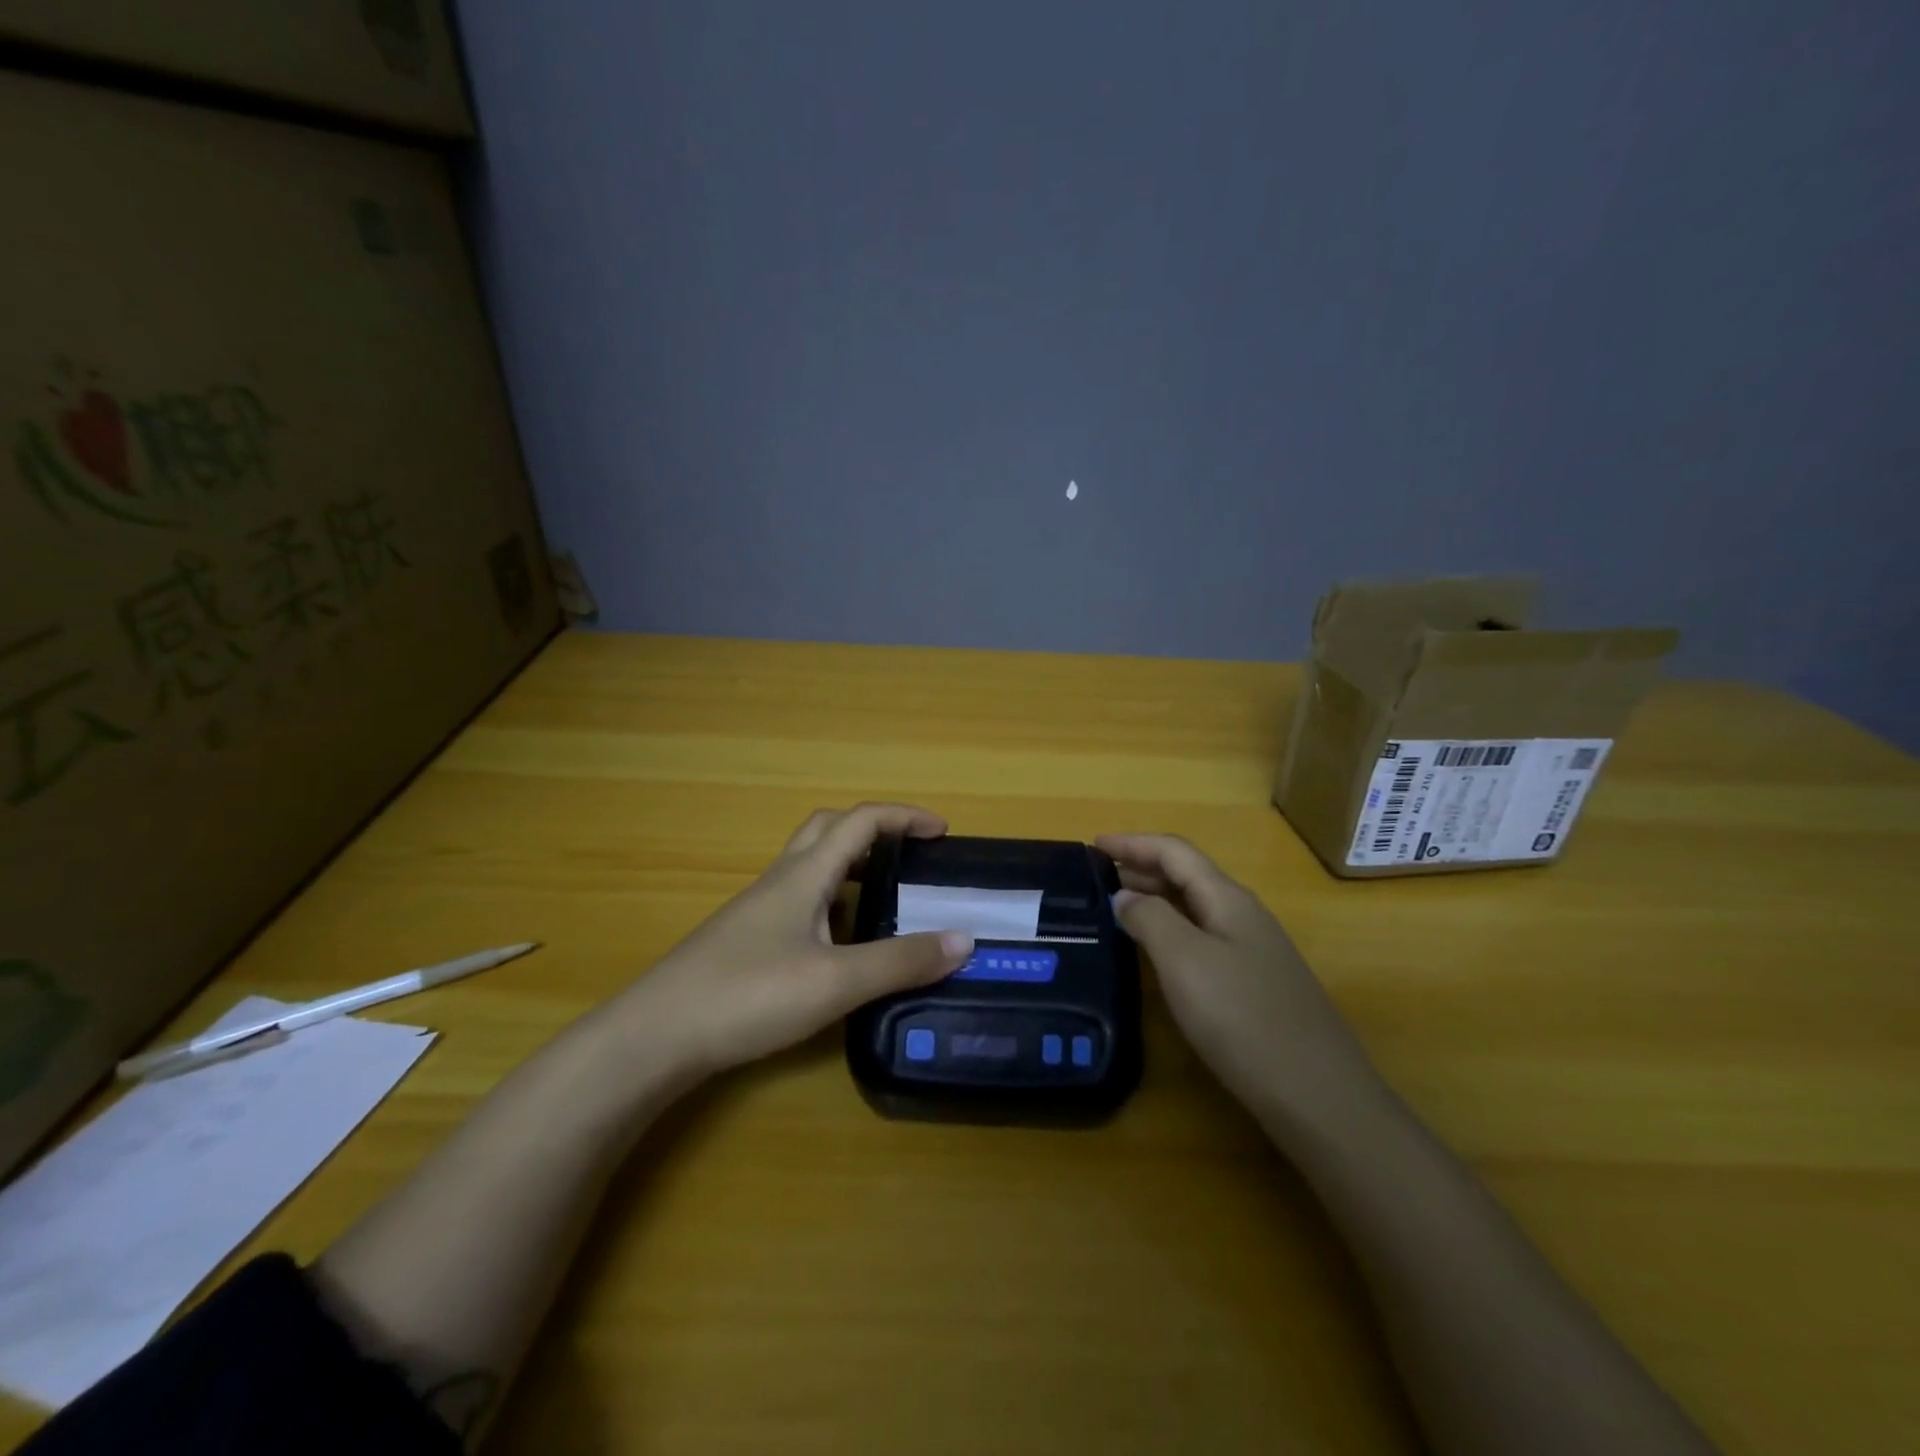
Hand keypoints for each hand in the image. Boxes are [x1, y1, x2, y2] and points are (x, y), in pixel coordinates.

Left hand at [623, 803, 973, 1077]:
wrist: (655, 1037)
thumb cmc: (747, 995)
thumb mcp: (835, 982)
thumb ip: (900, 961)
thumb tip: (964, 939)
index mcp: (804, 875)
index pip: (861, 821)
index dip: (904, 817)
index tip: (942, 833)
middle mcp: (780, 881)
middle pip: (829, 830)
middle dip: (874, 831)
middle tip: (908, 856)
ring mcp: (758, 911)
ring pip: (810, 866)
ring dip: (850, 866)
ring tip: (884, 898)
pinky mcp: (746, 942)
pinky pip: (798, 901)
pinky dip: (831, 902)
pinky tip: (840, 943)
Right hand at [1096, 833, 1377, 1121]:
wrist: (1318, 1095)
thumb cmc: (1243, 1018)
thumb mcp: (1184, 961)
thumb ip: (1149, 918)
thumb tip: (1125, 895)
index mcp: (1227, 898)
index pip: (1174, 851)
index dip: (1132, 842)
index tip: (1092, 845)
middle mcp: (1242, 914)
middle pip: (1186, 874)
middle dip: (1140, 867)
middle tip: (1096, 878)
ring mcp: (1253, 950)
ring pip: (1194, 907)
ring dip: (1154, 898)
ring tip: (1116, 907)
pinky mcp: (1254, 983)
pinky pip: (1202, 937)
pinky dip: (1170, 929)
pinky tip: (1155, 952)